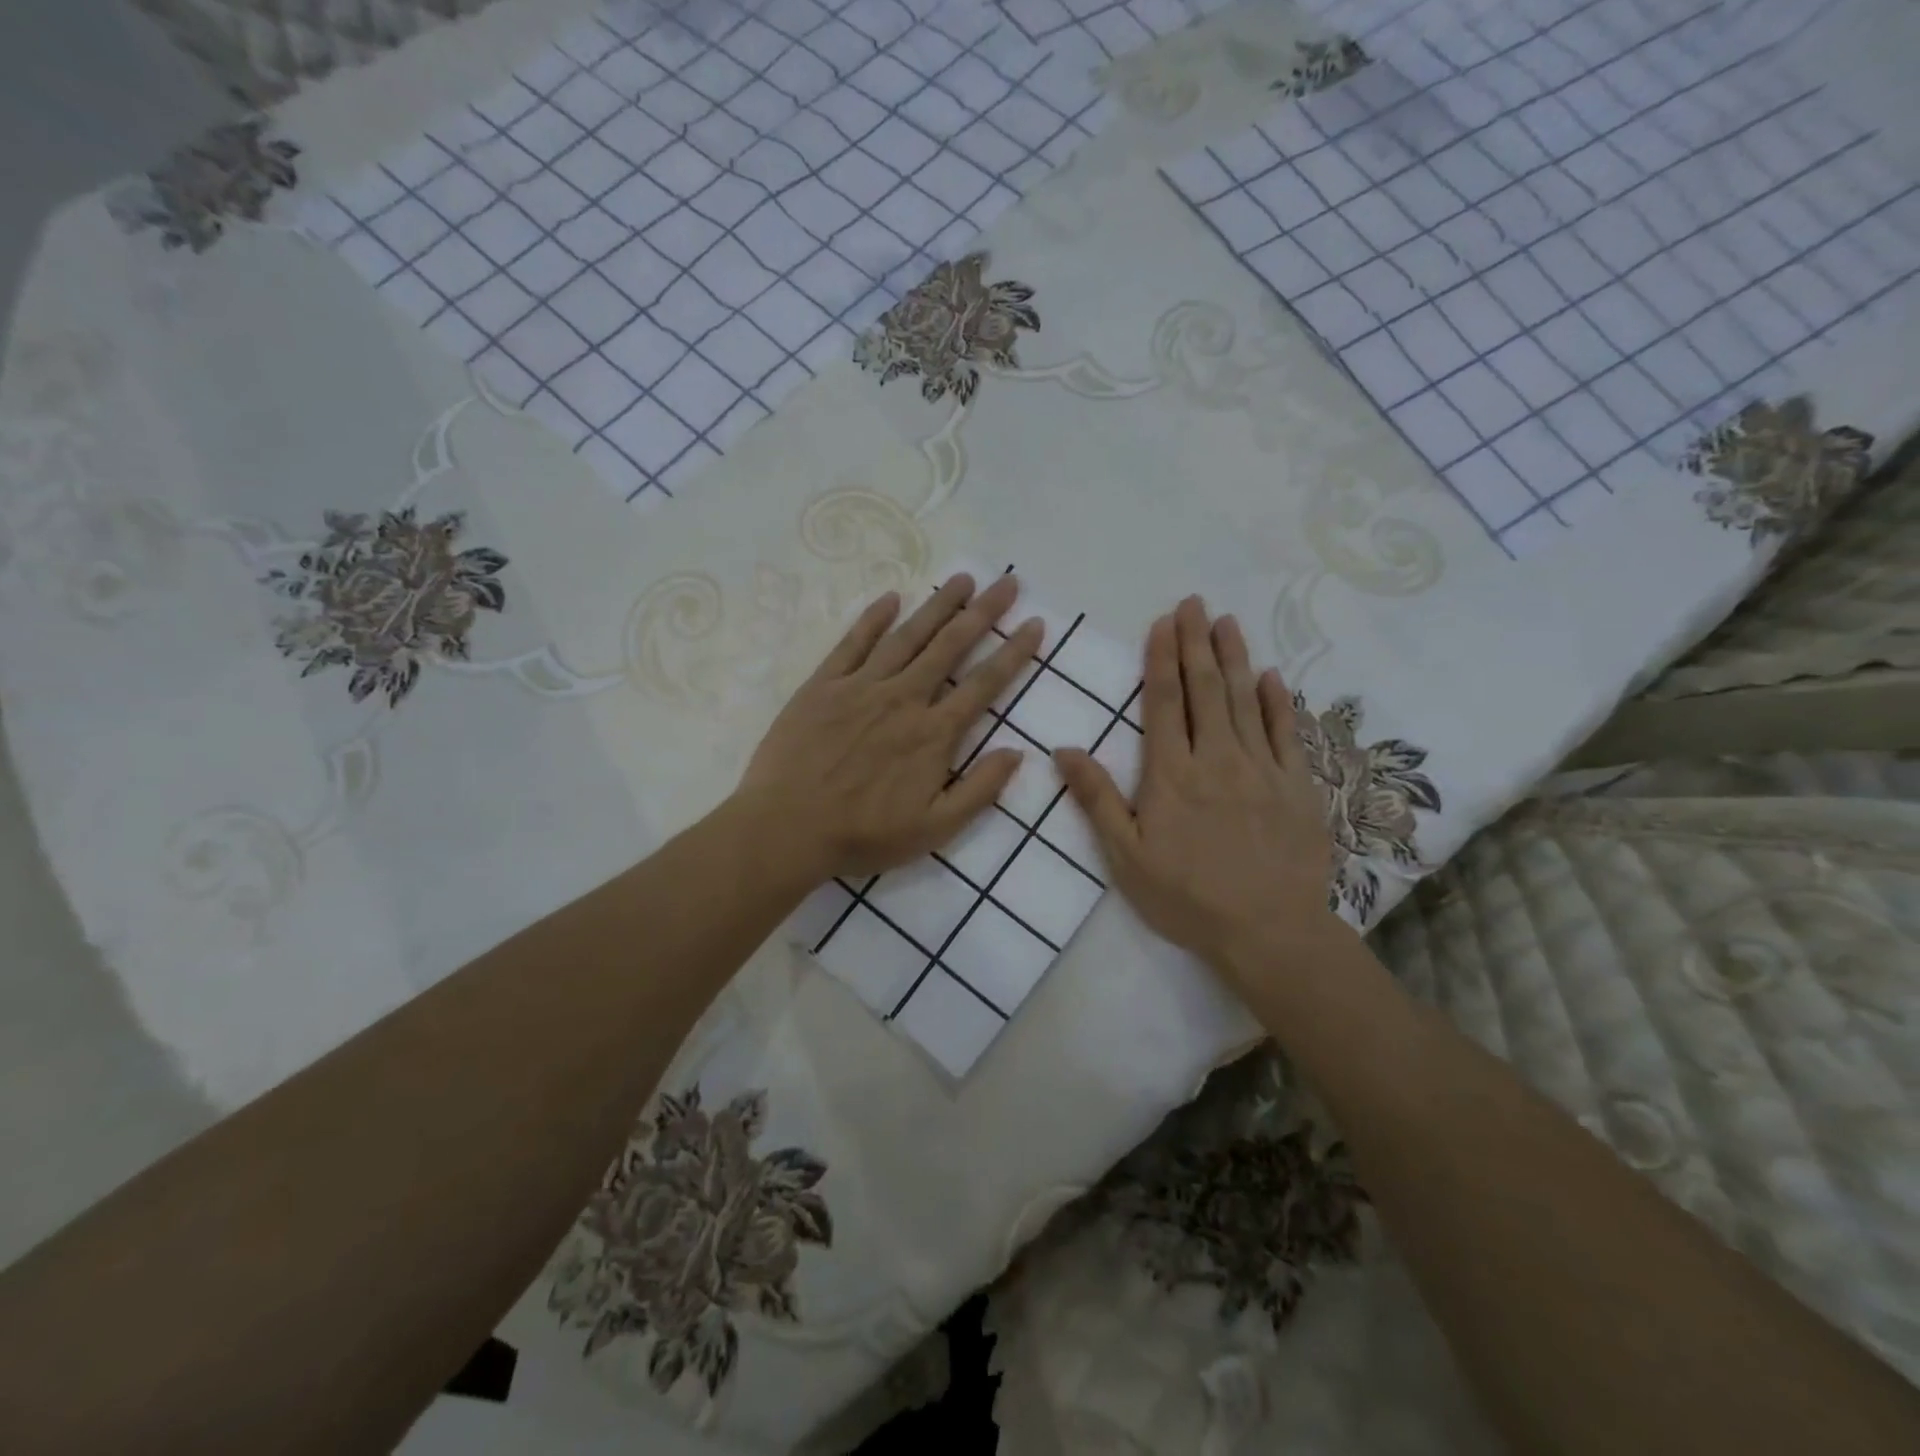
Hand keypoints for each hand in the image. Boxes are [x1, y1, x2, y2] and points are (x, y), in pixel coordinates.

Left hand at [735, 572, 1042, 882]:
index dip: (1014, 652)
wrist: (785, 829)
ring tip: (963, 579)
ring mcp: (861, 687)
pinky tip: (891, 597)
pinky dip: (873, 618)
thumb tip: (1017, 752)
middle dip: (983, 612)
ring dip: (938, 606)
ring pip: (907, 636)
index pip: (984, 684)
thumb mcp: (934, 829)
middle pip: (951, 646)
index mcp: (933, 734)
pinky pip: (852, 643)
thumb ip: (979, 790)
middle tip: (1007, 582)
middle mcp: (903, 698)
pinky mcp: (823, 686)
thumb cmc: (863, 835)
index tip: (1035, 624)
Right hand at [1055, 596, 1345, 989]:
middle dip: (1196, 642)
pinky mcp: (1297, 785)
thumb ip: (1097, 798)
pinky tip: (1272, 676)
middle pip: (1206, 689)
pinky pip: (1287, 732)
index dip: (1161, 659)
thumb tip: (1063, 750)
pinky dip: (1278, 701)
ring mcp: (1262, 768)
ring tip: (1227, 622)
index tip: (1163, 622)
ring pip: (1246, 700)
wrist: (1268, 930)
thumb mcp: (1126, 856)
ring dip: (1235, 658)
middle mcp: (1217, 757)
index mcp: (1171, 773)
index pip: (1163, 702)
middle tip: (1194, 603)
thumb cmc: (1187, 896)